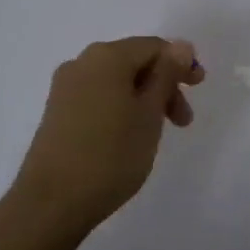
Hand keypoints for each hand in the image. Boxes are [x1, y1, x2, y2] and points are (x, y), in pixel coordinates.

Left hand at [11, 37, 203, 236]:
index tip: (198, 90)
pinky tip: (128, 135)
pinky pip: (98, 96)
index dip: (180, 64)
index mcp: (107, 56)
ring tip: (156, 133)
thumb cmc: (110, 155)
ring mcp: (65, 87)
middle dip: (163, 85)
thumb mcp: (149, 113)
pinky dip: (121, 107)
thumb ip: (167, 75)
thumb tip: (181, 45)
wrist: (51, 203)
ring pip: (116, 81)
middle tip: (182, 120)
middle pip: (134, 61)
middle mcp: (82, 62)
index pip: (154, 46)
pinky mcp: (56, 111)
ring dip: (143, 99)